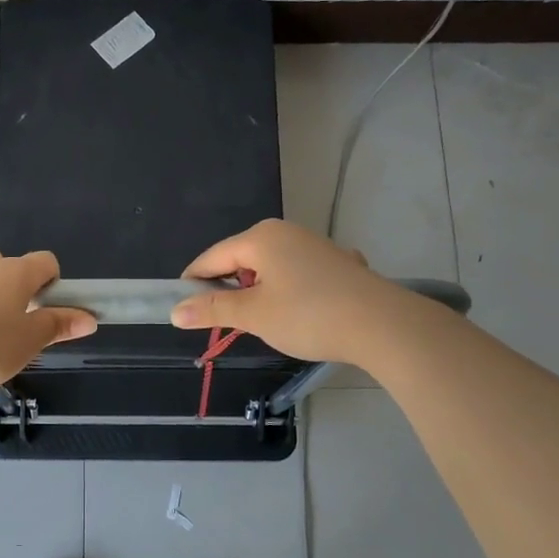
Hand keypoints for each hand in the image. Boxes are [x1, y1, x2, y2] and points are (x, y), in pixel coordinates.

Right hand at [170, 219, 399, 363]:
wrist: (383, 325)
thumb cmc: (309, 315)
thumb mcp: (254, 315)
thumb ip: (213, 310)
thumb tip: (175, 311)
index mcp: (260, 238)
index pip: (212, 257)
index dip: (194, 283)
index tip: (184, 310)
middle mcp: (286, 232)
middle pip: (241, 259)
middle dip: (229, 288)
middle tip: (225, 322)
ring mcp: (314, 245)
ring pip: (269, 267)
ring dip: (259, 291)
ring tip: (263, 322)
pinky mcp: (336, 262)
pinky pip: (296, 273)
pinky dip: (288, 290)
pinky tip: (301, 312)